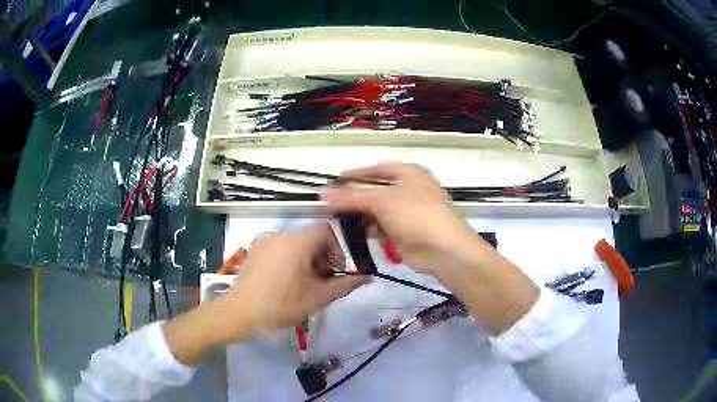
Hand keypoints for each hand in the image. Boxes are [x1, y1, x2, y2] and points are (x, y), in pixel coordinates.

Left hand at [225, 224, 367, 332]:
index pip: (326, 230)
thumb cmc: (281, 305)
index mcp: (296, 242)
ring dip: (305, 259)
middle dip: (321, 257)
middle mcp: (280, 234)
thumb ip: (344, 285)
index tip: (335, 271)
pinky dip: (289, 259)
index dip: (336, 248)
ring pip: (295, 243)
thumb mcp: (317, 298)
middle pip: (310, 237)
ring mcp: (264, 240)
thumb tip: (366, 276)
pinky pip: (279, 248)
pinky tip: (284, 281)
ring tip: (302, 284)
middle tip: (321, 282)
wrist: (240, 313)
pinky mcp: (254, 249)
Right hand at [323, 162, 489, 275]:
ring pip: (375, 210)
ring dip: (358, 214)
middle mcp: (406, 190)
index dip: (353, 175)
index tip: (332, 183)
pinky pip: (379, 227)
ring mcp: (404, 213)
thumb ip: (353, 197)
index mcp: (407, 173)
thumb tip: (323, 193)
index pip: (375, 169)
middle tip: (329, 204)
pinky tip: (349, 231)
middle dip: (353, 197)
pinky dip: (366, 228)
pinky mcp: (401, 232)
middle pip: (374, 190)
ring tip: (333, 218)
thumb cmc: (417, 215)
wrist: (443, 250)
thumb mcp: (384, 201)